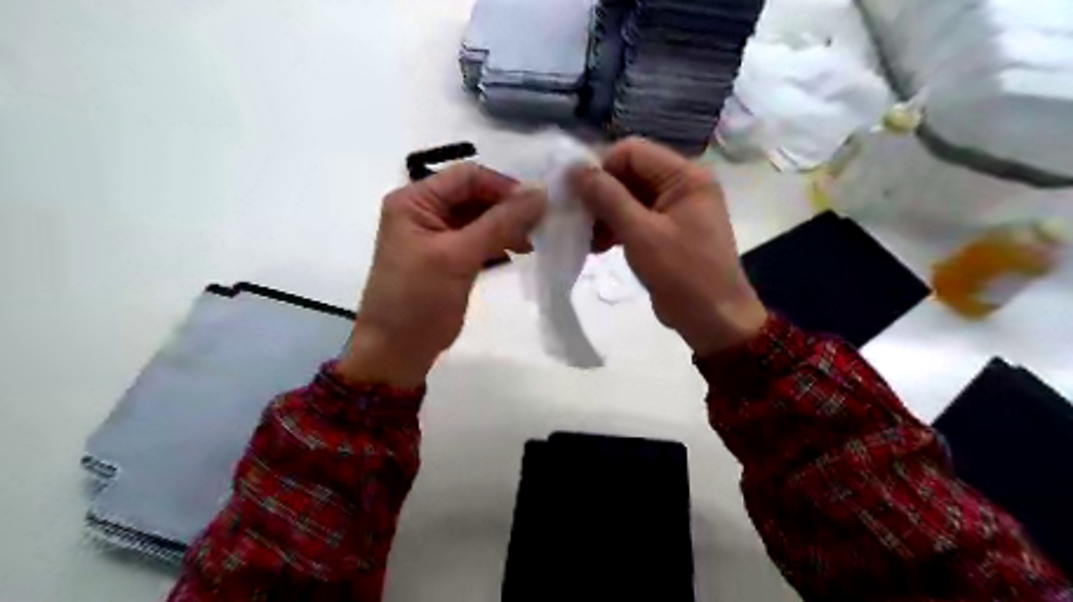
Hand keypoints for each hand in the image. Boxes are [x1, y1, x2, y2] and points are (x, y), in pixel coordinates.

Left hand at [340, 164, 546, 387]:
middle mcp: (424, 210)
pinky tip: (517, 252)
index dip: (503, 186)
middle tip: (540, 226)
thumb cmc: (419, 300)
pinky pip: (479, 239)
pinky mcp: (449, 257)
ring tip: (532, 243)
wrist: (397, 351)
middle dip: (508, 208)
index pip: (467, 176)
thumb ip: (500, 223)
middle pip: (475, 195)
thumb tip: (541, 193)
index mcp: (415, 200)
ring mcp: (436, 235)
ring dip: (506, 225)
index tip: (537, 205)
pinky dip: (499, 242)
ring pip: (480, 217)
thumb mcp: (458, 256)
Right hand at [573, 138, 765, 355]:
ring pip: (629, 197)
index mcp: (686, 176)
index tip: (577, 195)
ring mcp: (675, 209)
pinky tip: (598, 246)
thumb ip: (608, 198)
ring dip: (605, 214)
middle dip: (601, 194)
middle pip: (630, 173)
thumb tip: (576, 169)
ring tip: (587, 238)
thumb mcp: (642, 234)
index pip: (633, 152)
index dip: (602, 168)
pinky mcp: (668, 231)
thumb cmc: (683, 274)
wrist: (714, 319)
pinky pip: (636, 218)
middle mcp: (682, 185)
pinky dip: (616, 228)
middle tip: (578, 219)